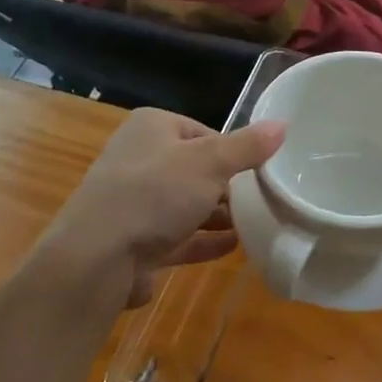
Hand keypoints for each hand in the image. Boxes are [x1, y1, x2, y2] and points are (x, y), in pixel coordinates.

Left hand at [43, 108, 284, 308]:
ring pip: (186, 204)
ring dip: (219, 215)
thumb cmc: (155, 194)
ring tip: (256, 223)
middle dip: (227, 186)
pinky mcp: (136, 240)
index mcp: (152, 128)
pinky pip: (179, 236)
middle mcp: (139, 160)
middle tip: (262, 199)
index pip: (202, 132)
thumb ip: (248, 146)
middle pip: (195, 169)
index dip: (232, 150)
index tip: (259, 170)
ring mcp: (135, 203)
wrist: (98, 257)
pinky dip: (205, 240)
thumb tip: (282, 124)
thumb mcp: (210, 162)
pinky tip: (235, 246)